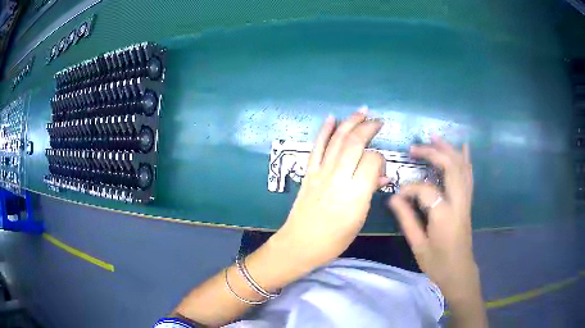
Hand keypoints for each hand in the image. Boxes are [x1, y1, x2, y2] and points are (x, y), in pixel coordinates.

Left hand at [273, 111, 386, 268]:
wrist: (300, 244)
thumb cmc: (334, 239)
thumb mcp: (359, 219)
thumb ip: (370, 193)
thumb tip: (381, 177)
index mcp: (355, 193)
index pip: (372, 161)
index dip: (381, 159)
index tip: (382, 168)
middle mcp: (338, 177)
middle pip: (355, 143)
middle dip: (368, 127)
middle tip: (378, 121)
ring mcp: (321, 172)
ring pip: (337, 140)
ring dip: (350, 122)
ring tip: (361, 111)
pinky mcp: (309, 173)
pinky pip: (317, 147)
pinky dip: (324, 131)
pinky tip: (331, 118)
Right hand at [389, 137, 477, 300]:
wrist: (459, 272)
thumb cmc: (437, 263)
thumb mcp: (418, 245)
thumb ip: (406, 220)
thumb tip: (393, 198)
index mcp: (444, 215)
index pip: (425, 190)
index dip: (409, 188)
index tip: (397, 195)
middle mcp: (458, 202)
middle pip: (450, 167)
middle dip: (433, 153)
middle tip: (414, 148)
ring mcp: (466, 201)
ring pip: (461, 167)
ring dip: (448, 149)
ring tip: (434, 136)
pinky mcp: (468, 202)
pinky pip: (469, 175)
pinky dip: (466, 159)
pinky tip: (463, 146)